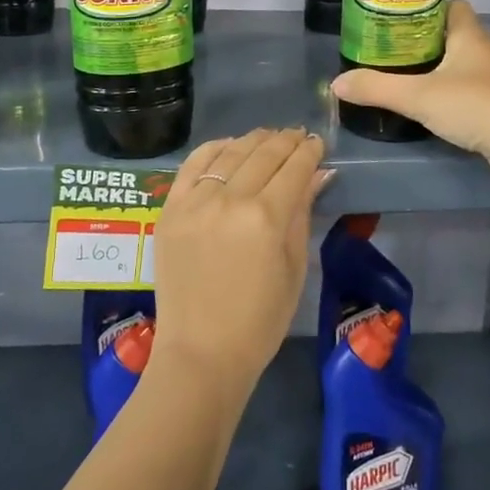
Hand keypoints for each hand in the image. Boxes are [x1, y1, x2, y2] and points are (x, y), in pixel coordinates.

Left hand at [150, 128, 331, 400]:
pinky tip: (229, 146)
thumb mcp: (294, 267)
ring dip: (254, 140)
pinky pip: (192, 165)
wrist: (201, 353)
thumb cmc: (260, 321)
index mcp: (267, 218)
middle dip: (286, 141)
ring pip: (230, 152)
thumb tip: (318, 174)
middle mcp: (230, 200)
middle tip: (299, 136)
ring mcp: (195, 202)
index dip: (310, 151)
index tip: (319, 143)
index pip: (294, 168)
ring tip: (269, 137)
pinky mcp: (170, 209)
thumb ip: (302, 213)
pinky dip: (214, 148)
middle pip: (264, 153)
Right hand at [328, 1, 489, 180]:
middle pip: (452, 35)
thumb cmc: (473, 105)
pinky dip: (449, 93)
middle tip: (391, 50)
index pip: (452, 5)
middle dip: (424, 40)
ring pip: (460, 64)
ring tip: (404, 77)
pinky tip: (430, 106)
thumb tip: (337, 83)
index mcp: (469, 35)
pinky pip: (468, 90)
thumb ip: (376, 88)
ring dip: (437, 68)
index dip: (427, 7)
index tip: (399, 18)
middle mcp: (484, 51)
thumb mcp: (417, 95)